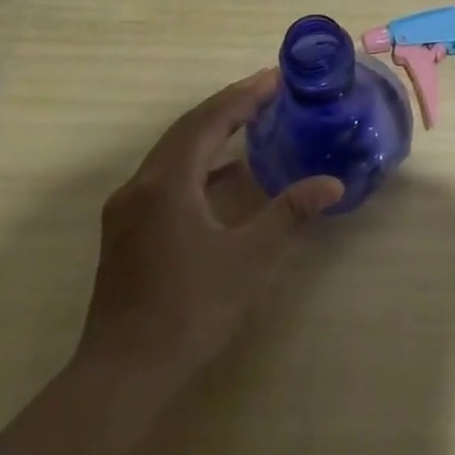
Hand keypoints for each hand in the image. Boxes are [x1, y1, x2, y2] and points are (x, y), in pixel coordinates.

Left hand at [75, 69, 343, 397]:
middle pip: (187, 129)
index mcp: (167, 184)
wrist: (122, 376)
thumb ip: (290, 213)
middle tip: (268, 90)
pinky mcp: (128, 231)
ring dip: (212, 130)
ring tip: (252, 120)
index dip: (244, 96)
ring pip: (173, 151)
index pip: (208, 121)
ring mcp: (129, 210)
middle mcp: (141, 186)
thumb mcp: (250, 259)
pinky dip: (199, 162)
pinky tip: (227, 175)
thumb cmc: (189, 310)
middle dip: (229, 105)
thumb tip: (333, 184)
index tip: (276, 78)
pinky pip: (167, 175)